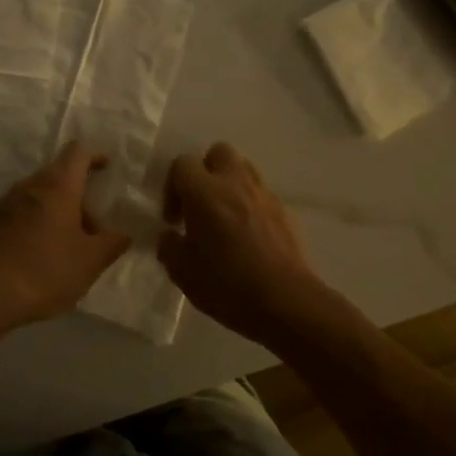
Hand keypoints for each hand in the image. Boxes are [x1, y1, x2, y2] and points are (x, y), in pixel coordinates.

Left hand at [0, 143, 132, 328]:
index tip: (105, 167)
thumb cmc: (47, 270)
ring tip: (65, 246)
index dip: (93, 156)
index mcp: (58, 187)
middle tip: (91, 229)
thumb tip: (123, 233)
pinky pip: (19, 213)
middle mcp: (30, 186)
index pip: (77, 153)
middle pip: (58, 177)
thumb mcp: (91, 262)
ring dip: (55, 212)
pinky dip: (34, 223)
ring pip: (38, 196)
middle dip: (77, 197)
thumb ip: (112, 243)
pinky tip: (37, 254)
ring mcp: (5, 203)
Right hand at [158, 142, 334, 345]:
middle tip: (199, 204)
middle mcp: (235, 183)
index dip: (172, 187)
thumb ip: (169, 246)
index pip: (182, 163)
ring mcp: (264, 195)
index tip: (173, 219)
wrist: (286, 303)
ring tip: (224, 217)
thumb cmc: (228, 285)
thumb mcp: (182, 272)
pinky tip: (247, 235)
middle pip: (218, 152)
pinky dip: (250, 204)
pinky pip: (261, 194)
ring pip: (243, 168)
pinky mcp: (284, 211)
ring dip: (229, 184)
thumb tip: (170, 235)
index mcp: (205, 192)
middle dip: (205, 172)